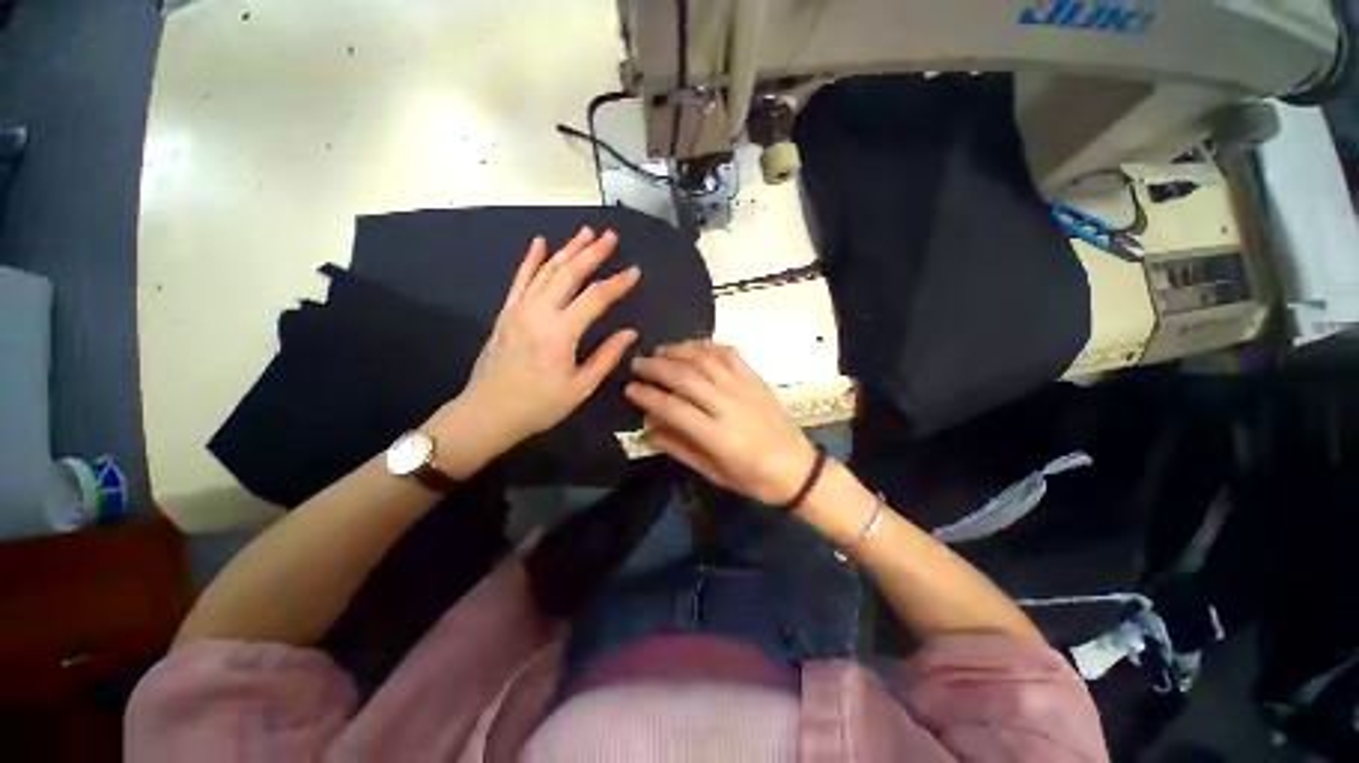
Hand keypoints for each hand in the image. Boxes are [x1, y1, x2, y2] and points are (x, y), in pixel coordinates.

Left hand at [430, 228, 639, 456]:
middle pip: (570, 273)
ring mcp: (519, 309)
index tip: (635, 271)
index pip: (596, 297)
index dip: (618, 283)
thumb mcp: (581, 386)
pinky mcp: (506, 312)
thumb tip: (630, 333)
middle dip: (592, 252)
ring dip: (567, 249)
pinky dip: (531, 259)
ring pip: (547, 270)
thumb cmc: (539, 405)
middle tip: (610, 235)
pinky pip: (520, 279)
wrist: (488, 412)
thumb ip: (607, 356)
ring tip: (585, 232)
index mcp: (562, 332)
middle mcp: (539, 312)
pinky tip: (540, 242)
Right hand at [625, 340, 817, 505]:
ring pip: (705, 359)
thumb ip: (678, 447)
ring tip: (659, 351)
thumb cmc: (752, 477)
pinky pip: (728, 353)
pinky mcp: (755, 378)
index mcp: (718, 436)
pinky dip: (706, 345)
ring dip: (678, 351)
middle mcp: (729, 405)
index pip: (673, 408)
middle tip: (637, 363)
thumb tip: (648, 428)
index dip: (647, 396)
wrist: (797, 468)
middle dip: (655, 367)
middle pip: (685, 377)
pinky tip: (691, 346)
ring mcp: (744, 387)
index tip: (629, 389)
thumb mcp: (712, 472)